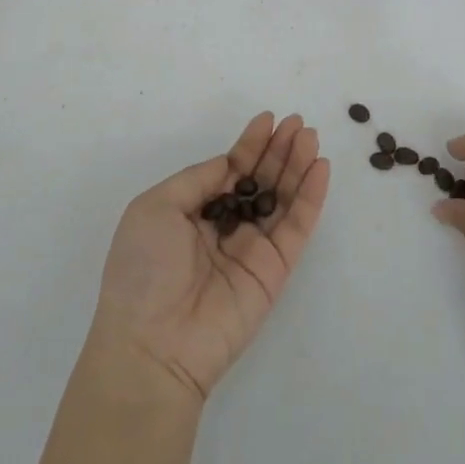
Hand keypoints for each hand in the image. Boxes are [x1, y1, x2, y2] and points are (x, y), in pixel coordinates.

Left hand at [86, 112, 330, 405]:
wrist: (154, 344)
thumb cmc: (143, 269)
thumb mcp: (155, 208)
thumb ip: (197, 180)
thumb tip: (230, 163)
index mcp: (192, 212)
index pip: (229, 171)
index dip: (249, 145)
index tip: (268, 119)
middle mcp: (225, 227)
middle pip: (260, 180)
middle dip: (279, 150)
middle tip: (298, 122)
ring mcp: (252, 249)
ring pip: (282, 198)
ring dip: (298, 165)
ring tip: (311, 137)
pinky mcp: (275, 270)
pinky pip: (297, 227)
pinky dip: (311, 197)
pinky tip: (320, 168)